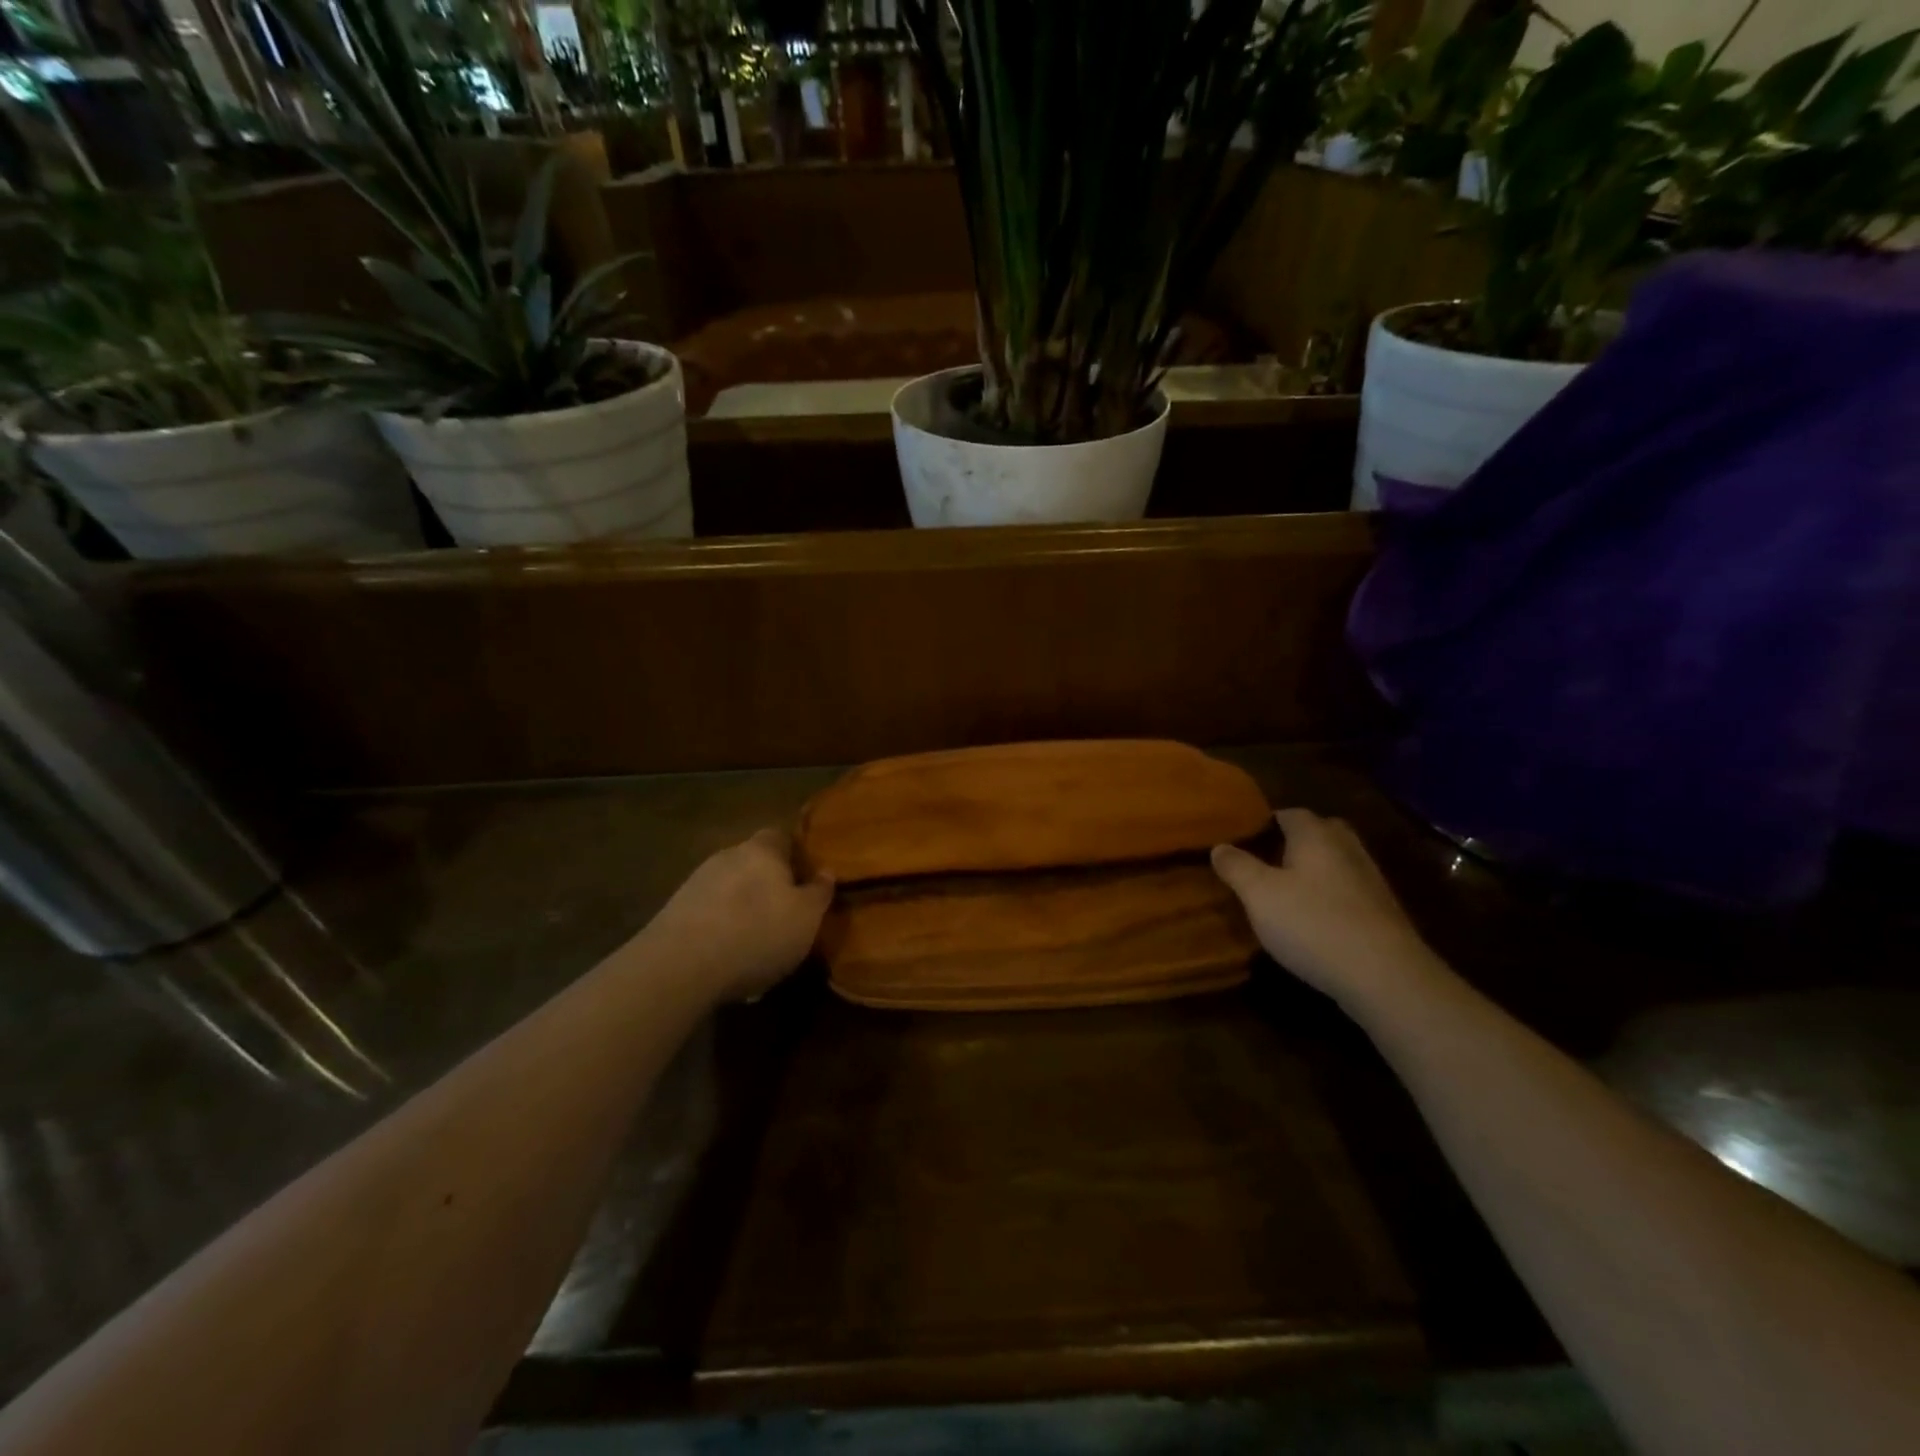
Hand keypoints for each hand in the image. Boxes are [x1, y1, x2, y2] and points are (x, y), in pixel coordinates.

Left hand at [643, 829, 834, 1003]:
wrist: (680, 967)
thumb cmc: (758, 932)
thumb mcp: (807, 917)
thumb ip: (819, 892)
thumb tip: (826, 872)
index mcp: (762, 849)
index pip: (781, 837)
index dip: (796, 855)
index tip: (808, 879)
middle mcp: (726, 856)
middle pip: (753, 863)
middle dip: (768, 885)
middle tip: (786, 914)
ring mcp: (695, 883)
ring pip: (729, 890)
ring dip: (743, 909)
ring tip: (757, 944)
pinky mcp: (673, 913)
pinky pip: (708, 915)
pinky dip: (721, 930)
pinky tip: (728, 959)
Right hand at [1212, 808, 1437, 1009]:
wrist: (1385, 976)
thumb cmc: (1312, 924)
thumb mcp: (1259, 895)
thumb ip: (1236, 867)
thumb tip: (1219, 846)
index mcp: (1316, 835)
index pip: (1290, 813)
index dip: (1265, 822)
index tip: (1242, 838)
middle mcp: (1347, 848)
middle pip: (1319, 832)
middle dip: (1294, 841)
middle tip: (1265, 859)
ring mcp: (1370, 880)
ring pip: (1336, 862)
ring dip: (1314, 870)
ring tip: (1286, 890)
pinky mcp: (1383, 913)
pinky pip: (1348, 891)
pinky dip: (1330, 896)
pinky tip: (1315, 919)